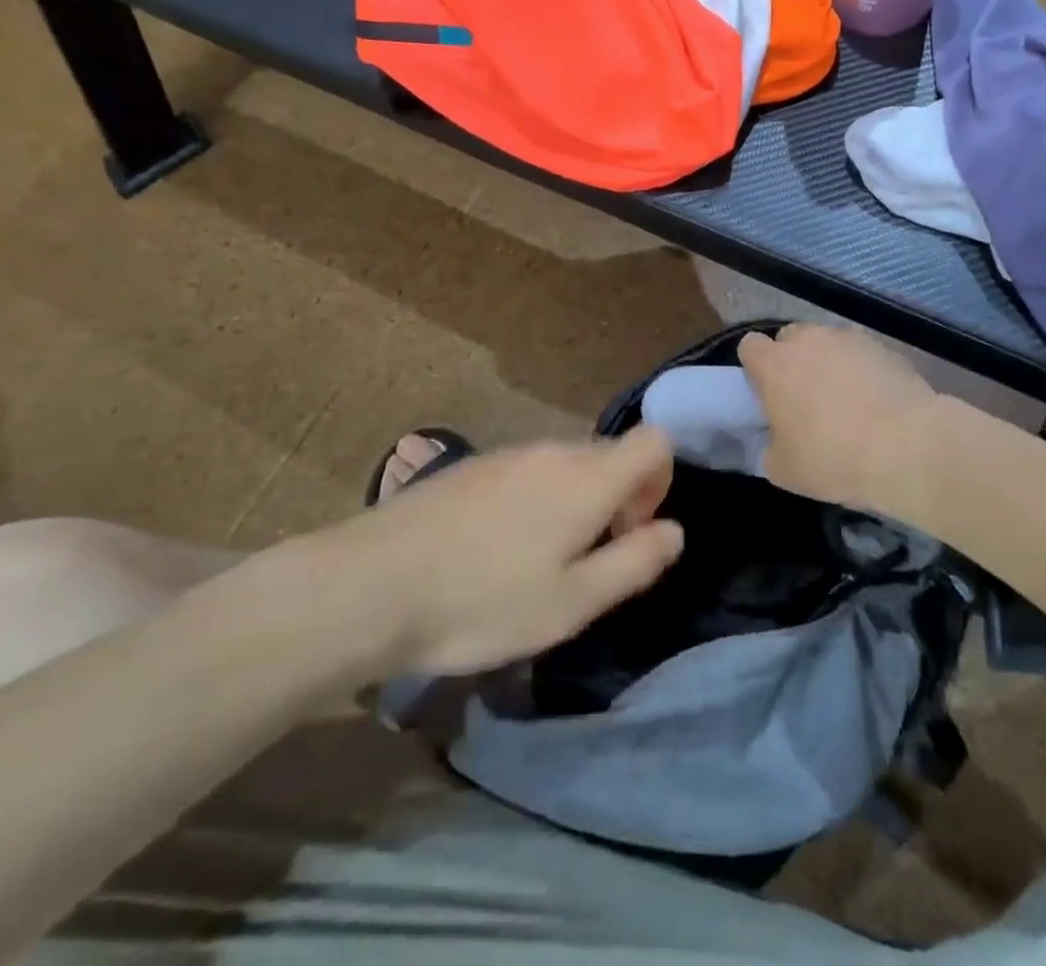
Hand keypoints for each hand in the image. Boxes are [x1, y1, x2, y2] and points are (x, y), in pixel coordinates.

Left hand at [281, 429, 681, 684]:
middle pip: (610, 455)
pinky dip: (537, 500)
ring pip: (567, 465)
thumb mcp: (572, 603)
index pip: (653, 441)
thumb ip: (634, 563)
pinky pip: (528, 472)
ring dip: (576, 502)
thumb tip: (675, 531)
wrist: (370, 585)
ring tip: (541, 563)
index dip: (661, 480)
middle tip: (590, 561)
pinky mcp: (472, 467)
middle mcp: (553, 451)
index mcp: (587, 477)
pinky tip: (497, 551)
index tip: (634, 530)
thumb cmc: (483, 601)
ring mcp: (508, 454)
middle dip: (619, 499)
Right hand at [737, 325, 943, 522]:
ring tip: (846, 400)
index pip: (750, 346)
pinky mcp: (885, 348)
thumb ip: (770, 447)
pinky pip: (862, 354)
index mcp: (774, 365)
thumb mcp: (784, 470)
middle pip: (790, 338)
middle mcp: (808, 340)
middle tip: (804, 397)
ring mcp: (849, 339)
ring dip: (829, 363)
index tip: (766, 392)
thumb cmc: (833, 458)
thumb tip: (776, 440)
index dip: (755, 367)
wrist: (907, 448)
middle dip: (793, 360)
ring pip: (828, 343)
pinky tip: (876, 402)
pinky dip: (862, 370)